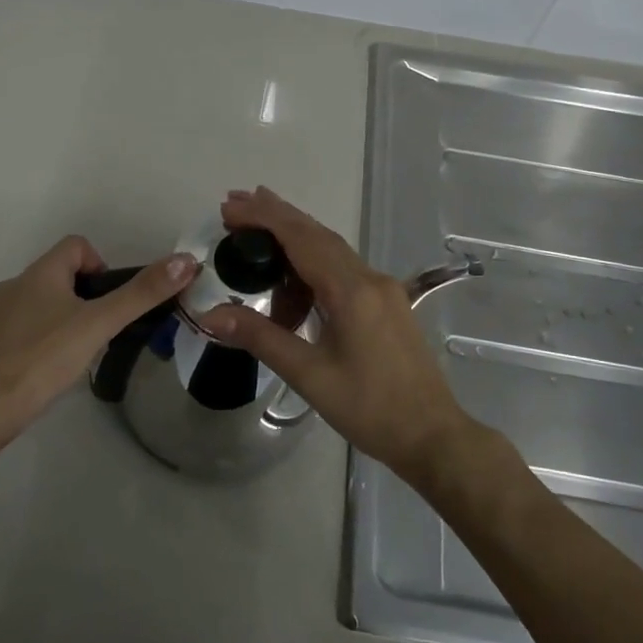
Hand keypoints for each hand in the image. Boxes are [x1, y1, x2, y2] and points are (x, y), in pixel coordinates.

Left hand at [0, 236, 195, 431]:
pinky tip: (52, 370)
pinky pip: (27, 329)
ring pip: (44, 303)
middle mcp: (15, 285)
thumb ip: (141, 294)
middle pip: (62, 275)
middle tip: (104, 331)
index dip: (102, 264)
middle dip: (88, 297)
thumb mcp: (98, 324)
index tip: (112, 301)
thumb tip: (186, 260)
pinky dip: (46, 340)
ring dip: (67, 319)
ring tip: (81, 354)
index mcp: (39, 273)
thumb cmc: (42, 360)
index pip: (77, 245)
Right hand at [198, 187, 476, 479]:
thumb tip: (211, 314)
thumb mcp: (308, 374)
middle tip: (234, 206)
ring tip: (255, 252)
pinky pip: (343, 271)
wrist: (432, 436)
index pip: (300, 238)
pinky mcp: (386, 304)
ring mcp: (383, 290)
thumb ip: (260, 337)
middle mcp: (369, 279)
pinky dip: (311, 269)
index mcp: (351, 290)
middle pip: (317, 234)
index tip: (228, 209)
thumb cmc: (369, 408)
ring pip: (331, 251)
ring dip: (293, 243)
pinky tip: (293, 293)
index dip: (263, 218)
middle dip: (275, 216)